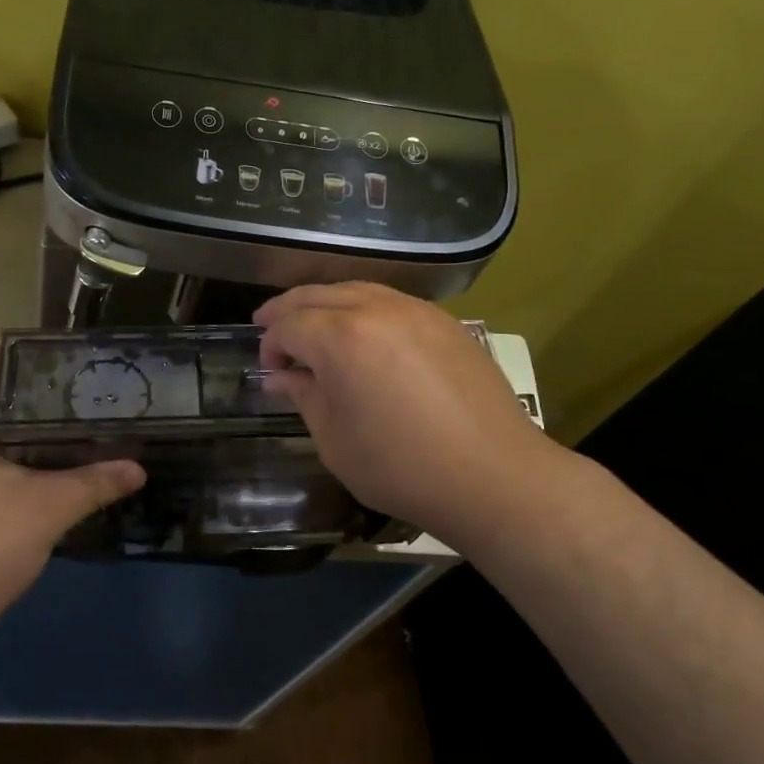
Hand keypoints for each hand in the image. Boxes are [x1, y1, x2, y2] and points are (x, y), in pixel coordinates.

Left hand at [0, 343, 145, 653]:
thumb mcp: (47, 509)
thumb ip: (95, 482)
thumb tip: (138, 467)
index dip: (18, 345)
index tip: (61, 345)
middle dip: (32, 381)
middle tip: (81, 377)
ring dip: (26, 416)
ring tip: (75, 409)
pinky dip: (19, 445)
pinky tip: (54, 456)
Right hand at [255, 283, 553, 542]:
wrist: (495, 475)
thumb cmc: (403, 467)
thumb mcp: (335, 440)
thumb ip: (305, 396)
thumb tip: (284, 376)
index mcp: (341, 337)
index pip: (289, 325)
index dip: (270, 345)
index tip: (269, 370)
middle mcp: (375, 309)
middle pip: (317, 294)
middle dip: (287, 310)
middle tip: (268, 326)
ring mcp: (414, 310)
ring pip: (354, 289)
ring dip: (325, 303)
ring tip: (312, 325)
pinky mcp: (444, 321)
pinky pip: (390, 301)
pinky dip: (363, 307)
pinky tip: (362, 332)